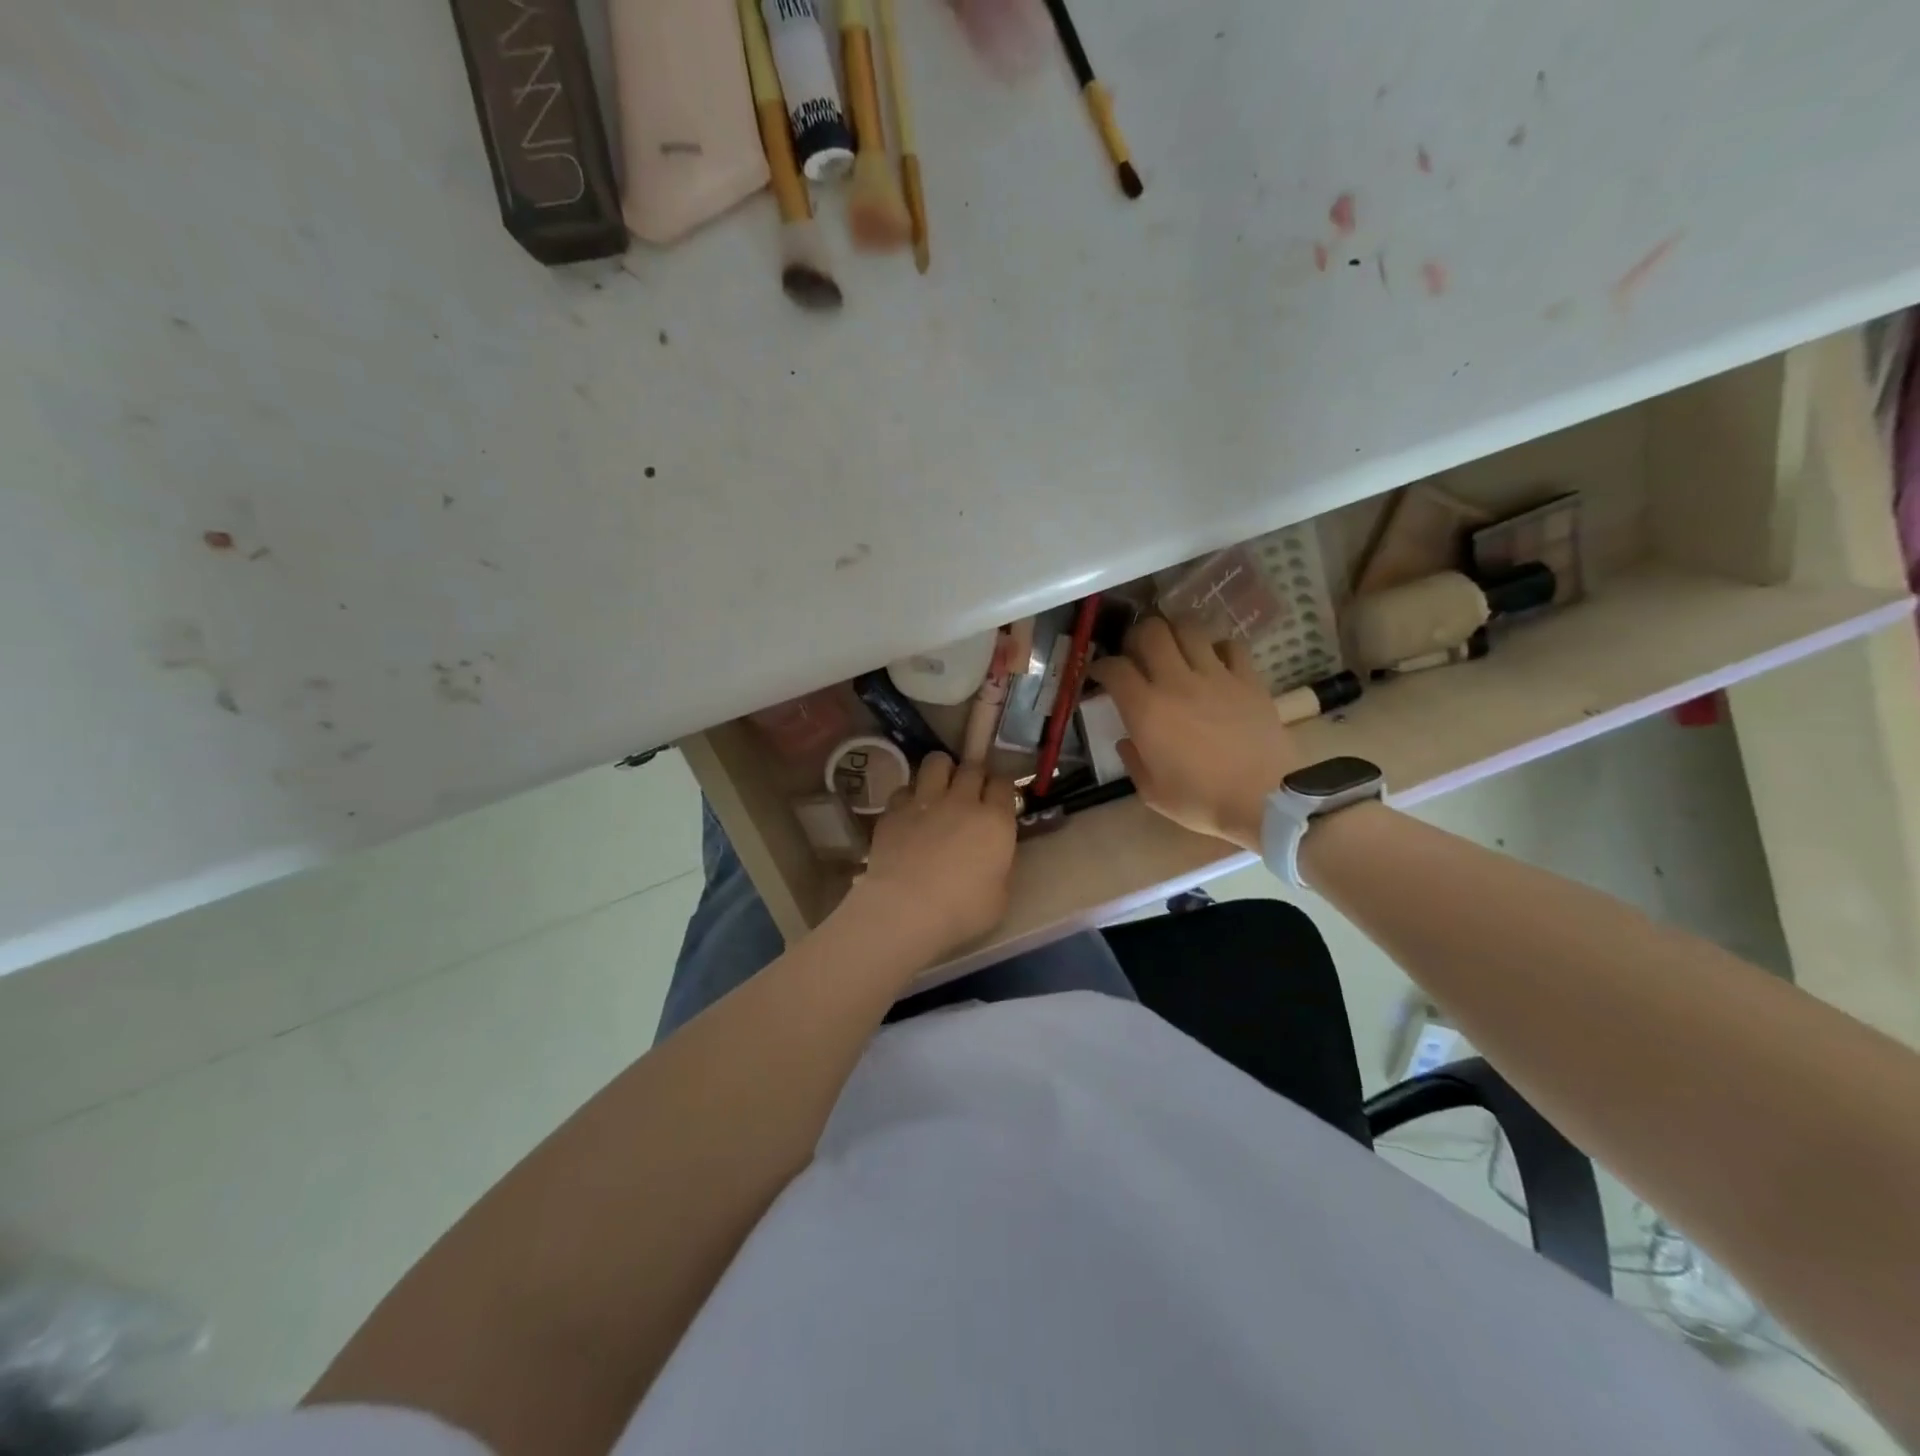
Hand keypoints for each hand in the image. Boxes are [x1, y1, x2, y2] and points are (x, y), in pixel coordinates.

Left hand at [840, 752, 1017, 961]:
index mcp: (995, 821)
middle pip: (972, 766)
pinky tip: (909, 813)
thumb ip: (1000, 868)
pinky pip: (905, 789)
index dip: (1000, 788)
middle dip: (973, 773)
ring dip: (941, 771)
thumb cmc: (961, 910)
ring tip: (938, 787)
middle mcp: (963, 801)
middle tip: (969, 790)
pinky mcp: (894, 810)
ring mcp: (925, 801)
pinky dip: (909, 797)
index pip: (1004, 784)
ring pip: (936, 762)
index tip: (997, 798)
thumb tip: (994, 858)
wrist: (906, 909)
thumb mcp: (999, 897)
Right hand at [1087, 617, 1302, 851]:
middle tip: (1137, 652)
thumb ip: (1133, 760)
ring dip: (1175, 633)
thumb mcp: (1152, 792)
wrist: (1264, 801)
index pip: (1114, 668)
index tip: (1101, 674)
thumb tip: (1127, 739)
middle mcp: (1176, 682)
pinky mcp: (1248, 679)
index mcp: (1146, 710)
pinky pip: (1230, 645)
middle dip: (1136, 637)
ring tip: (1174, 648)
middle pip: (1151, 632)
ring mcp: (1216, 676)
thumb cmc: (1201, 801)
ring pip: (1189, 628)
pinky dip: (1217, 648)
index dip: (1102, 666)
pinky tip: (1214, 662)